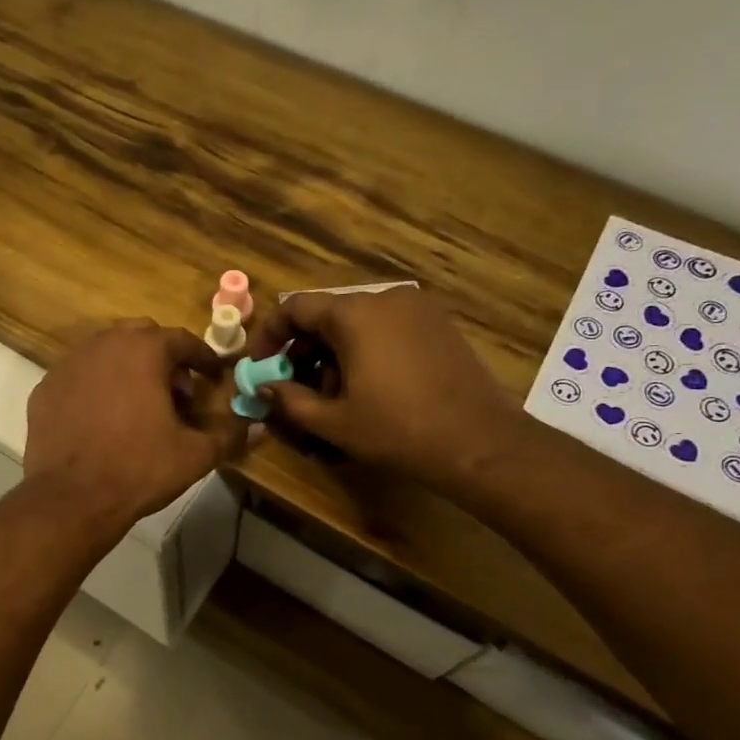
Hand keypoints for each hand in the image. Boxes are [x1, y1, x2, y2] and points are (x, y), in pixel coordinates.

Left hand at [25, 320, 244, 528]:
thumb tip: (257, 428)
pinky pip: (79, 375)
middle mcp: (103, 345)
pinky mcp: (44, 388)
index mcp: (143, 351)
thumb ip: (229, 435)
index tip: (213, 376)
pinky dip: (96, 386)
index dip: (202, 358)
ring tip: (139, 404)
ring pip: (106, 351)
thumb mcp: (194, 455)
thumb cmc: (139, 469)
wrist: (72, 498)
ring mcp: (68, 364)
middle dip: (163, 358)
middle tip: (176, 392)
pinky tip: (102, 418)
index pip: (181, 340)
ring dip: (128, 368)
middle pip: (141, 336)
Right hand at [246, 288, 522, 492]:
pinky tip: (368, 386)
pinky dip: (365, 349)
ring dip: (333, 352)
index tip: (260, 365)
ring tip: (331, 394)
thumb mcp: (334, 422)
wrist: (478, 442)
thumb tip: (264, 387)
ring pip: (357, 322)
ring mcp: (417, 308)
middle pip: (326, 314)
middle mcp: (384, 298)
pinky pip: (386, 327)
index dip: (268, 335)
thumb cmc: (397, 430)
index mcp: (354, 314)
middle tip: (293, 386)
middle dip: (302, 349)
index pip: (294, 308)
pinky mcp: (438, 324)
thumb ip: (289, 400)